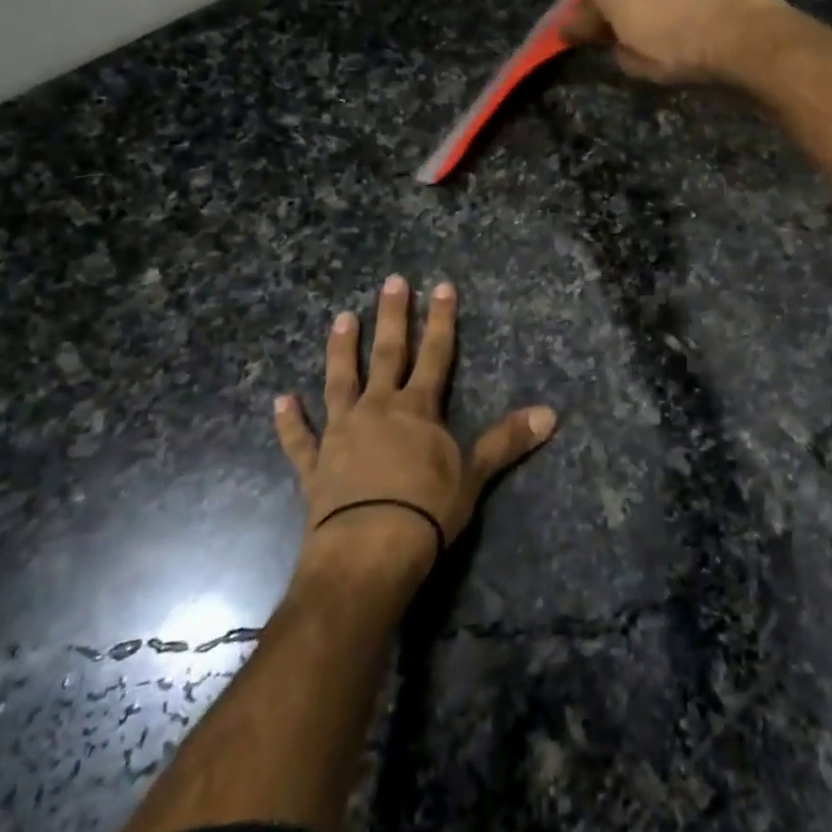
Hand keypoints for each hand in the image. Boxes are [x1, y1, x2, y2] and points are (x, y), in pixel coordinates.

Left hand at [275, 276, 557, 584]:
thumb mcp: (474, 475)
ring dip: (341, 350)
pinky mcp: (315, 465)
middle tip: (392, 281)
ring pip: (340, 382)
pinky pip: (299, 439)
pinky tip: (280, 400)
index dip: (441, 320)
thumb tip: (551, 414)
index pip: (435, 354)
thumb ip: (507, 440)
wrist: (368, 550)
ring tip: (341, 318)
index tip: (441, 286)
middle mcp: (378, 409)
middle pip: (387, 354)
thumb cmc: (426, 510)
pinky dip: (289, 421)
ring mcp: (342, 433)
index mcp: (418, 409)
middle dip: (392, 317)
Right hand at [563, 0, 791, 84]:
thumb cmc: (680, 53)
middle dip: (611, 3)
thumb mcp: (637, 66)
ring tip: (658, 17)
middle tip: (611, 25)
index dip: (572, 26)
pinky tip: (693, 10)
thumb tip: (617, 41)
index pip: (581, 10)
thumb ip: (618, 50)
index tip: (565, 37)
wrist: (744, 34)